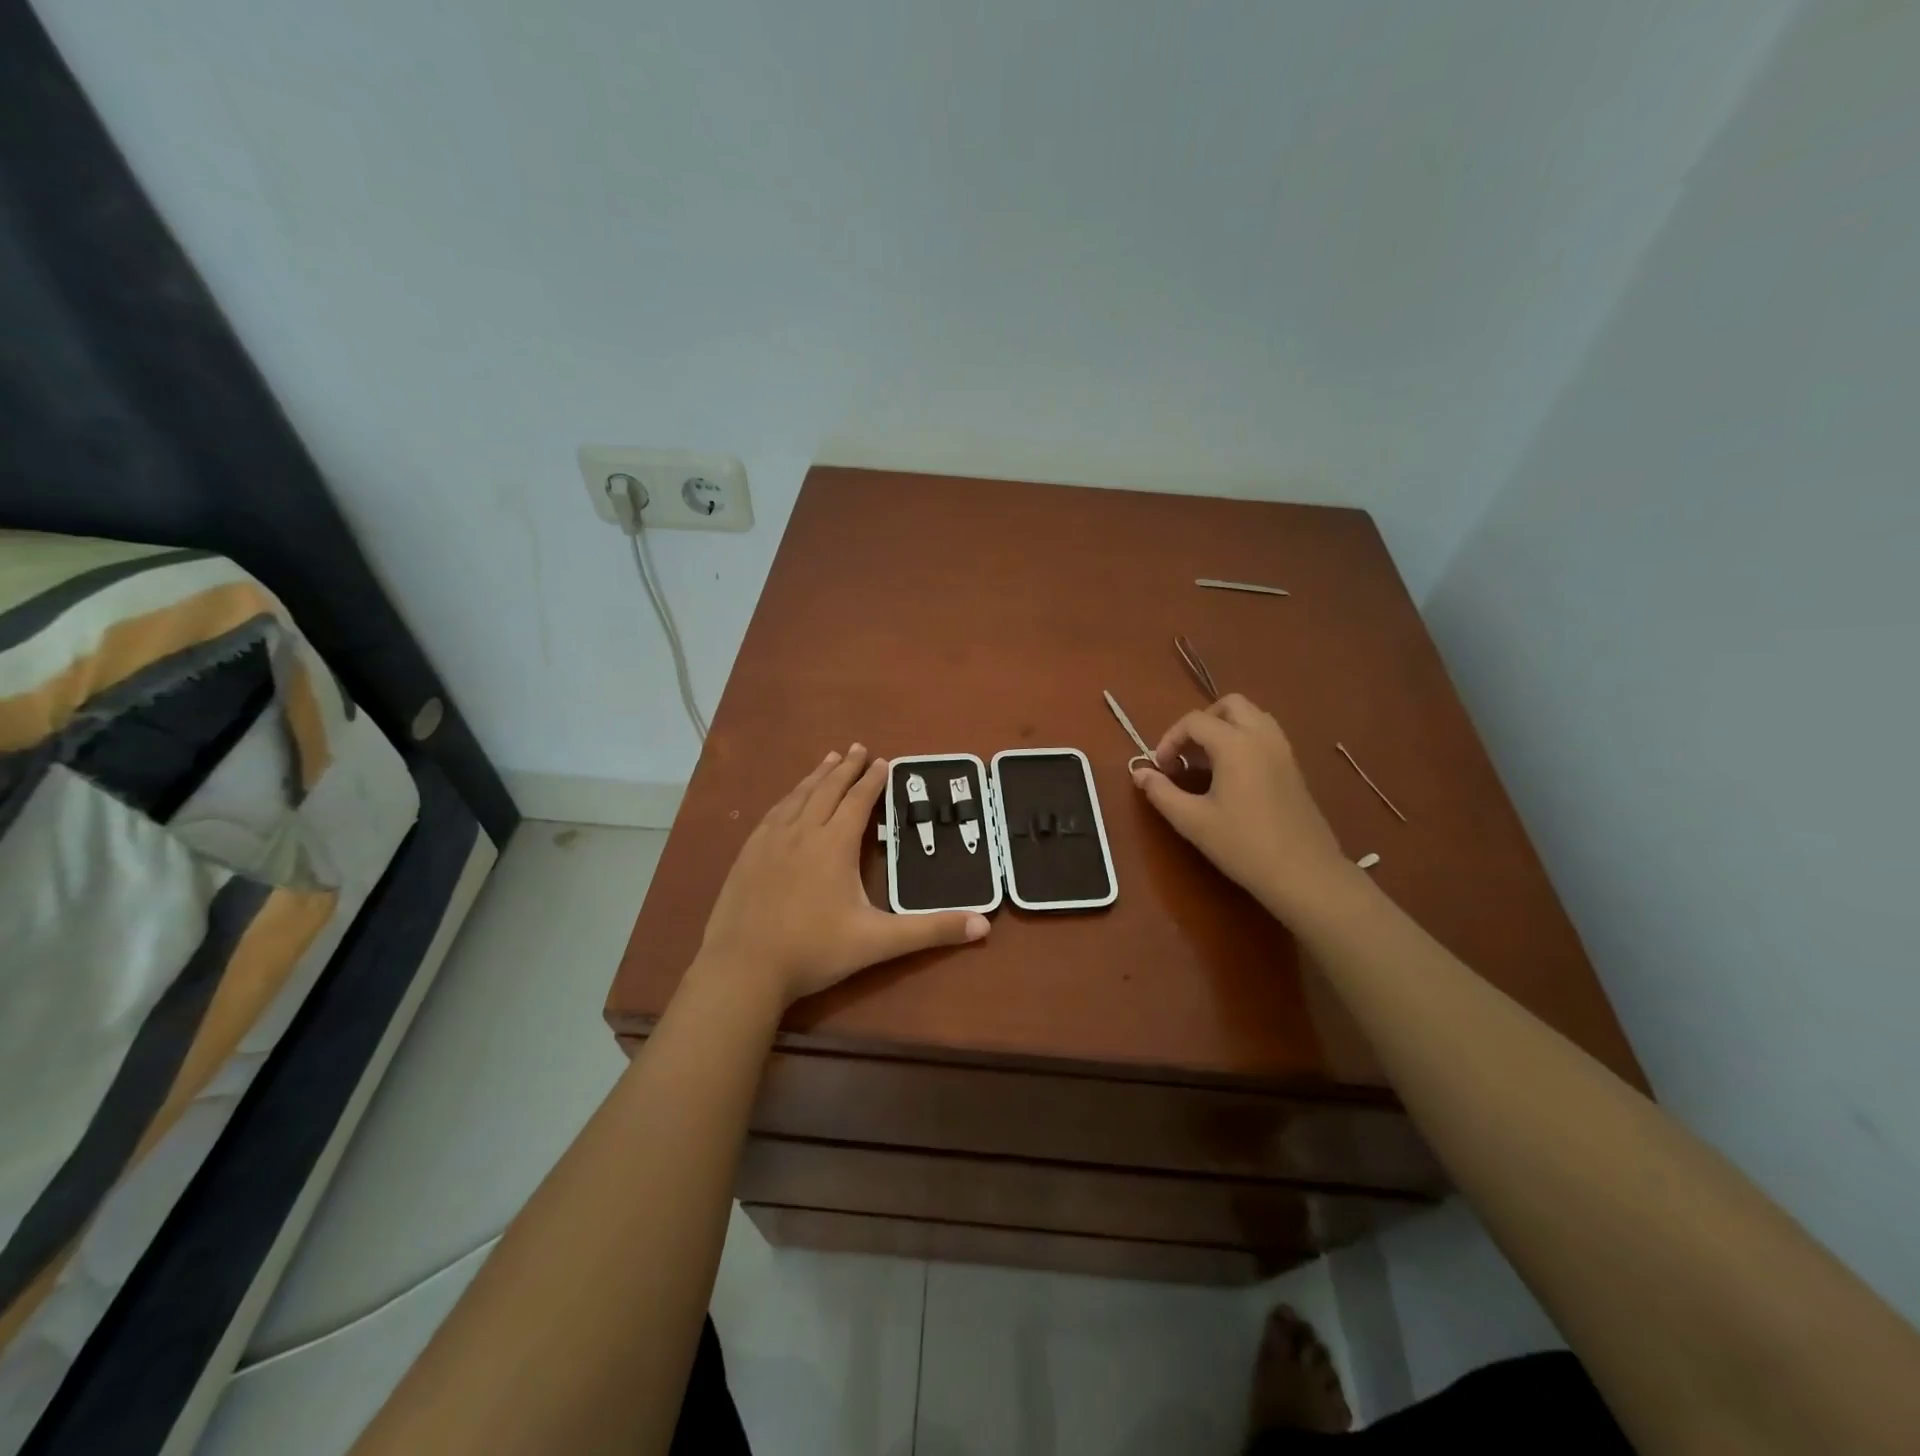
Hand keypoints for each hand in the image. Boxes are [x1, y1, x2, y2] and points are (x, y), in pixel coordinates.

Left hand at [697, 744, 989, 1005]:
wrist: (743, 968)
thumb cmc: (814, 951)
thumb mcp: (878, 942)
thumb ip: (930, 930)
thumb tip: (983, 924)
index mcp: (833, 844)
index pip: (857, 802)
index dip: (872, 780)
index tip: (883, 760)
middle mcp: (802, 832)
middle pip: (827, 790)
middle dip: (846, 768)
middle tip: (858, 748)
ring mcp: (770, 842)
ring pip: (798, 797)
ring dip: (816, 776)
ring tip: (828, 759)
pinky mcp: (747, 855)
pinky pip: (773, 814)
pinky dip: (788, 797)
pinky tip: (788, 800)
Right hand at [1132, 695, 1357, 921]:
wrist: (1303, 873)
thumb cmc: (1243, 845)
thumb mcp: (1192, 821)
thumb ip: (1161, 792)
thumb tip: (1139, 773)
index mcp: (1235, 744)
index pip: (1194, 721)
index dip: (1170, 739)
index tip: (1161, 768)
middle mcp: (1262, 737)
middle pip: (1229, 705)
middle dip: (1201, 722)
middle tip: (1186, 754)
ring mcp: (1283, 750)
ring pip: (1252, 717)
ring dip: (1224, 728)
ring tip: (1207, 762)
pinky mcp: (1294, 767)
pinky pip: (1265, 735)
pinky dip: (1243, 740)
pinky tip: (1231, 776)